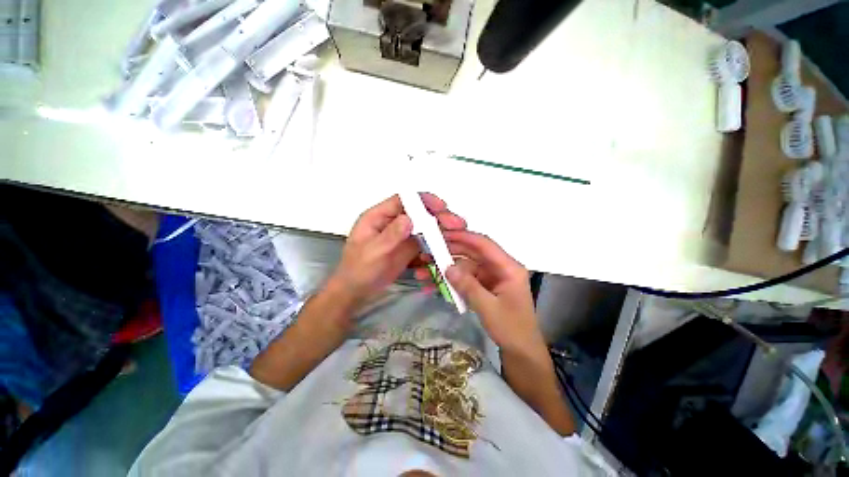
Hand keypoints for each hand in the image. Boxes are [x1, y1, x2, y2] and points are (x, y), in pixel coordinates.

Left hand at [328, 193, 465, 308]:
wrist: (356, 292)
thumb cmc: (358, 271)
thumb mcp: (373, 253)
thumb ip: (391, 235)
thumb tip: (409, 218)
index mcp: (378, 217)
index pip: (403, 201)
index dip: (423, 200)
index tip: (442, 207)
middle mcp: (392, 223)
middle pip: (418, 213)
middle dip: (438, 217)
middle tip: (457, 224)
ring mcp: (401, 236)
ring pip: (424, 228)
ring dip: (440, 232)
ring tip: (457, 237)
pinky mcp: (407, 249)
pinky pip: (425, 243)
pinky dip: (435, 246)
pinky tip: (445, 252)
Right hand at [417, 231, 543, 352]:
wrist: (521, 352)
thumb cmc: (511, 329)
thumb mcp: (488, 308)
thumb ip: (468, 286)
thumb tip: (447, 268)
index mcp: (508, 267)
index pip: (484, 244)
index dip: (463, 237)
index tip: (442, 234)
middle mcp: (499, 268)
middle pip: (472, 253)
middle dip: (449, 252)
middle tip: (427, 251)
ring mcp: (490, 277)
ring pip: (465, 266)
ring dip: (445, 269)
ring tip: (424, 271)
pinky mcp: (484, 287)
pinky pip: (465, 279)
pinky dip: (450, 282)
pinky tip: (433, 285)